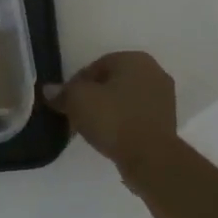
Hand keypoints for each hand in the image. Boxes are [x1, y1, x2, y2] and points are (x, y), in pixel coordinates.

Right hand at [44, 51, 177, 167]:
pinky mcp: (168, 121)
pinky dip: (123, 123)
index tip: (66, 102)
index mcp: (134, 59)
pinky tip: (111, 137)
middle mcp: (154, 72)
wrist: (150, 158)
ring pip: (126, 99)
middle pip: (112, 82)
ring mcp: (164, 98)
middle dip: (94, 96)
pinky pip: (137, 116)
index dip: (77, 83)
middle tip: (77, 114)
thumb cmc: (113, 119)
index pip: (97, 65)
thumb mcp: (77, 101)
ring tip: (92, 128)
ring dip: (109, 110)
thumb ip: (62, 92)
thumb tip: (50, 90)